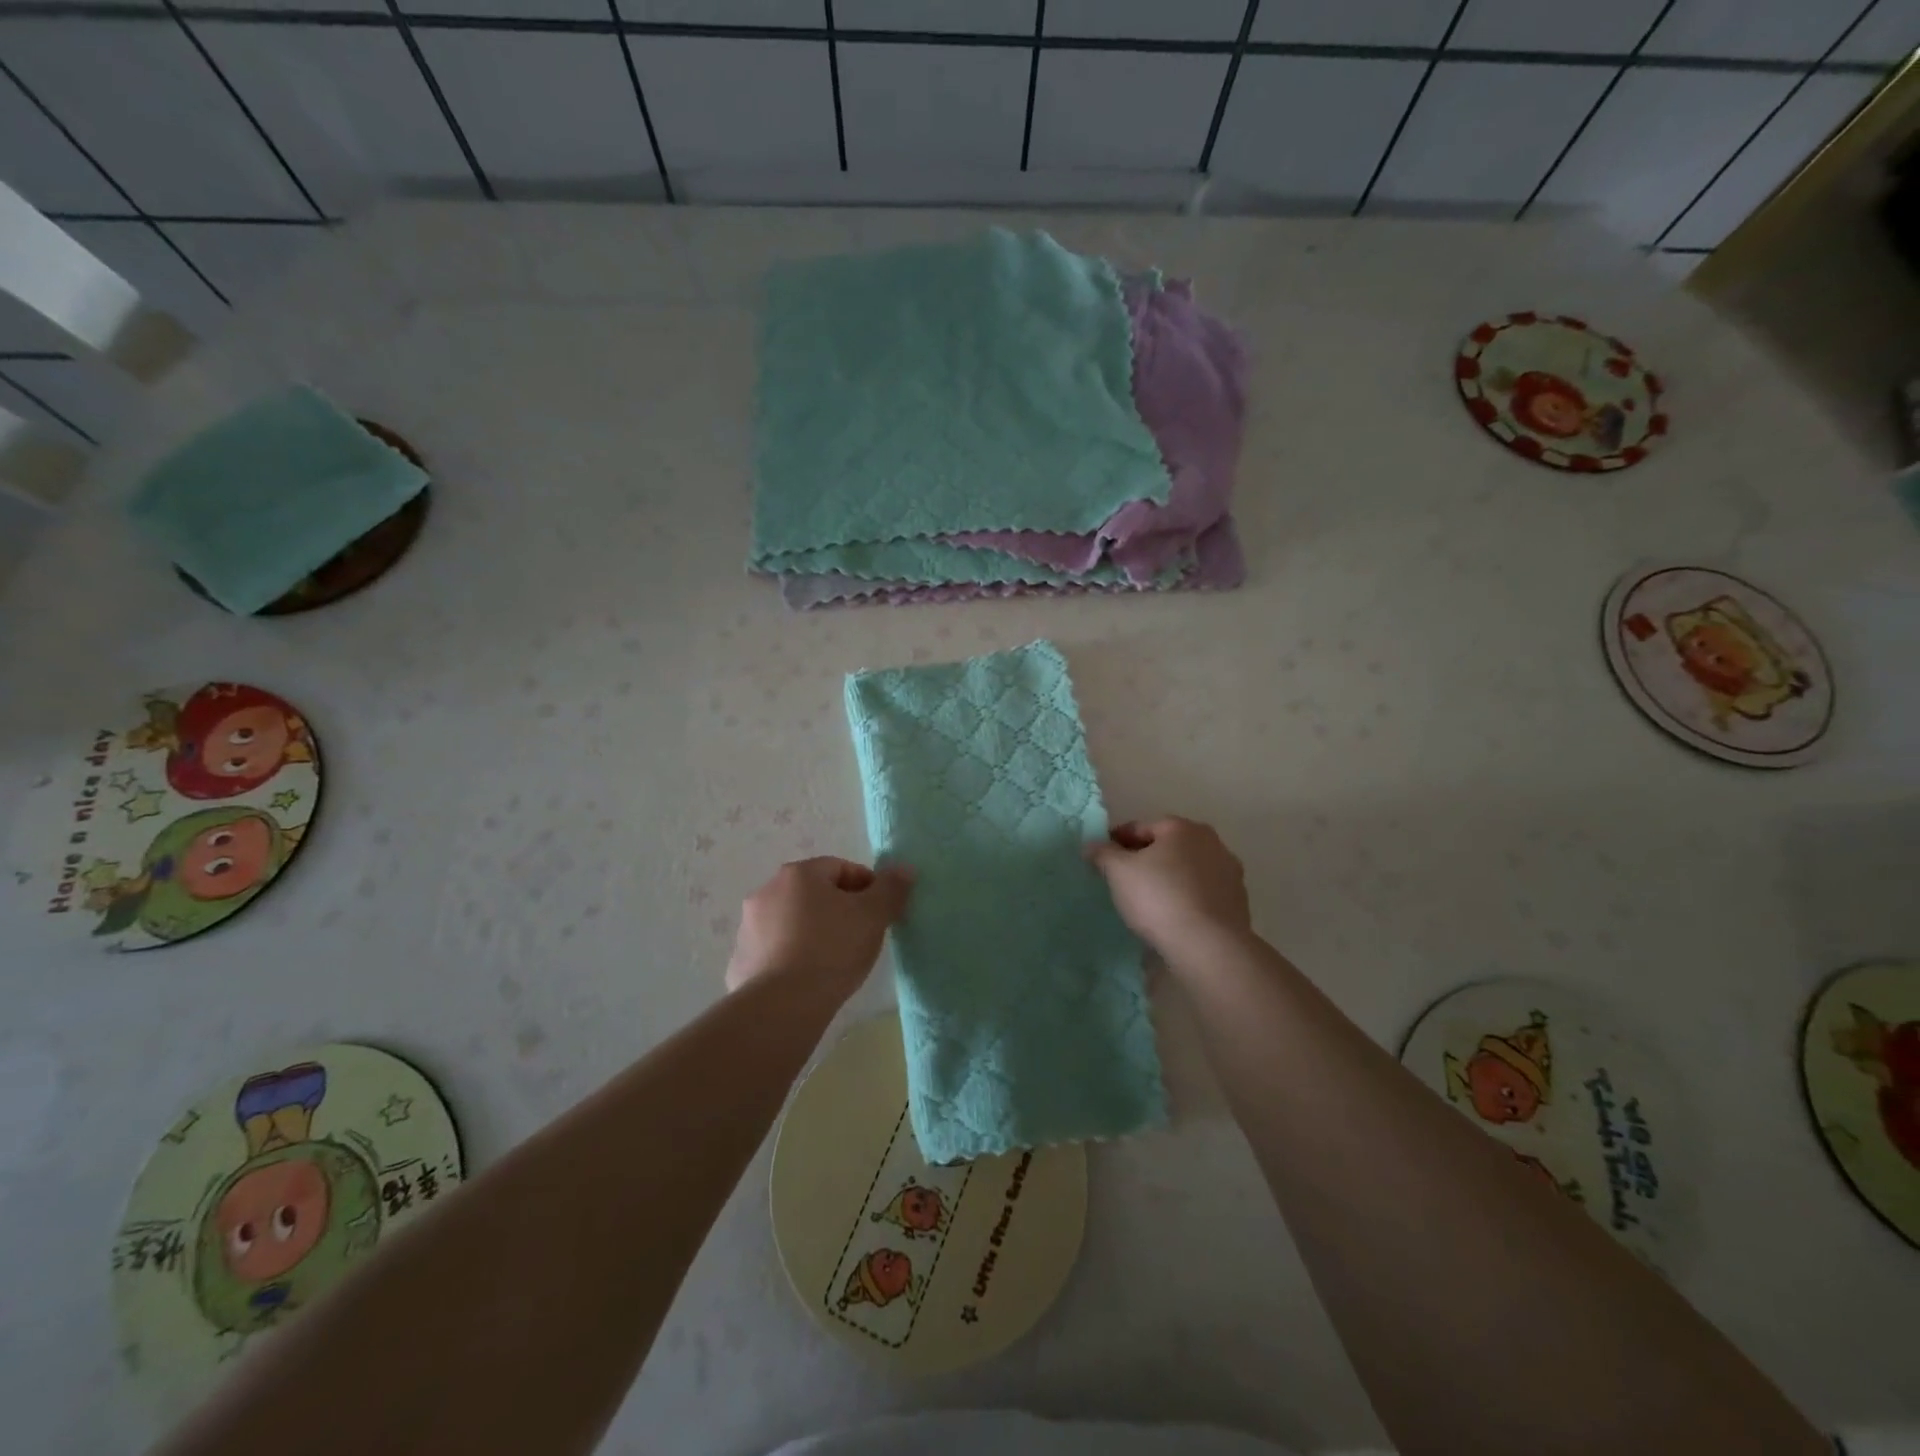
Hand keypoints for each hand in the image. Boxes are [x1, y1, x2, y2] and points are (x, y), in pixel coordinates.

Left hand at [726, 857, 913, 999]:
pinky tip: (808, 979)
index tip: (880, 912)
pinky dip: (791, 957)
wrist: (782, 1006)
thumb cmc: (832, 950)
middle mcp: (767, 891)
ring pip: (792, 921)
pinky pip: (775, 950)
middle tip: (861, 935)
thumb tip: (904, 868)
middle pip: (813, 893)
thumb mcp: (873, 916)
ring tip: (835, 961)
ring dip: (813, 931)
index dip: (866, 886)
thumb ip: (891, 888)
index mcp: (798, 874)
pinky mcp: (740, 960)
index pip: (840, 868)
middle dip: (838, 908)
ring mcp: (748, 927)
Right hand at [1086, 817, 1250, 961]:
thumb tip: (1092, 845)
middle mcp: (1210, 842)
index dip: (1116, 841)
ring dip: (1168, 879)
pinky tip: (1171, 917)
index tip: (1101, 860)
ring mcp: (1229, 872)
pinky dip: (1185, 899)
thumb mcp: (1118, 872)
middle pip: (1167, 846)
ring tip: (1147, 902)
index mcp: (1182, 828)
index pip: (1139, 827)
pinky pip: (1201, 893)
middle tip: (1122, 880)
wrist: (1209, 947)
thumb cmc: (1159, 898)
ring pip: (1186, 870)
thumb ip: (1102, 853)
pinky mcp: (1238, 902)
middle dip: (1145, 859)